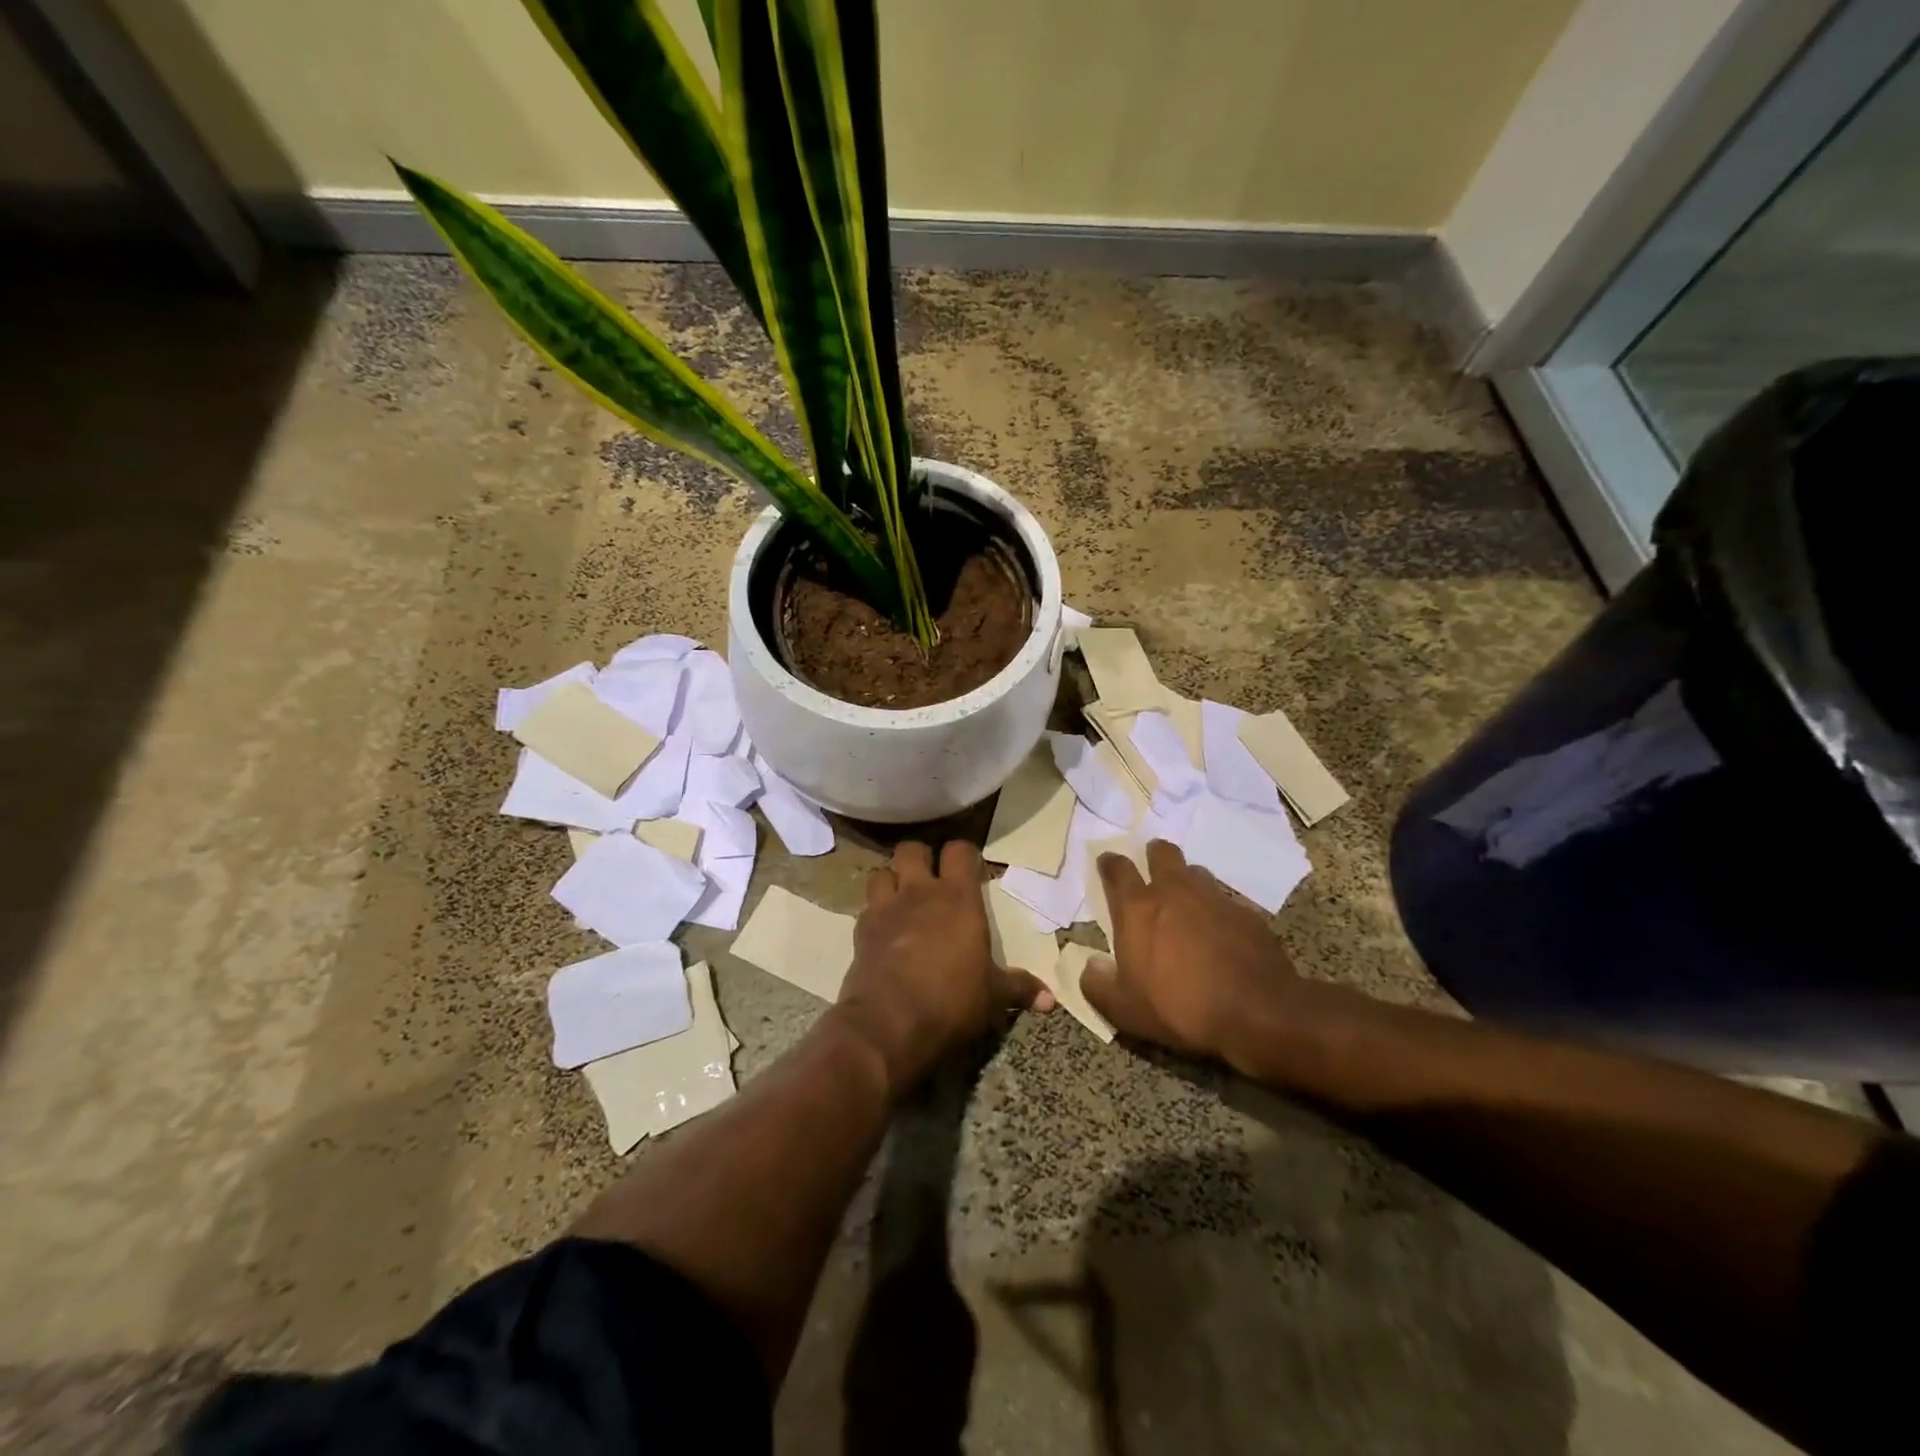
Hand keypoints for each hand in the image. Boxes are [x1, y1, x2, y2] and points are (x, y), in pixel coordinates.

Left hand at [834, 840, 1051, 1097]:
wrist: (889, 1024)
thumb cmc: (952, 1001)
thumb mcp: (993, 997)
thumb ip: (1019, 988)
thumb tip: (1050, 998)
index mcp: (958, 898)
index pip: (959, 851)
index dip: (964, 854)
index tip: (971, 868)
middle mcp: (919, 892)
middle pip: (912, 849)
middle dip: (920, 857)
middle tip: (930, 877)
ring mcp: (886, 908)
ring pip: (882, 872)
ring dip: (891, 879)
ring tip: (901, 897)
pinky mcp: (860, 931)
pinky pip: (866, 908)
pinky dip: (874, 912)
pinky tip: (883, 930)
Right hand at [1081, 840, 1300, 1064]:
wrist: (1257, 1013)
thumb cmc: (1180, 1008)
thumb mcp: (1125, 1010)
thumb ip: (1098, 985)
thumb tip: (1091, 965)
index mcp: (1138, 909)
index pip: (1118, 870)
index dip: (1110, 863)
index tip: (1107, 863)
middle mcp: (1175, 892)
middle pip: (1162, 853)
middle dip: (1154, 855)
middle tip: (1151, 867)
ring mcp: (1214, 899)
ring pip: (1196, 872)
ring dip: (1187, 880)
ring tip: (1186, 900)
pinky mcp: (1246, 913)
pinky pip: (1225, 899)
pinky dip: (1216, 908)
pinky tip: (1220, 930)